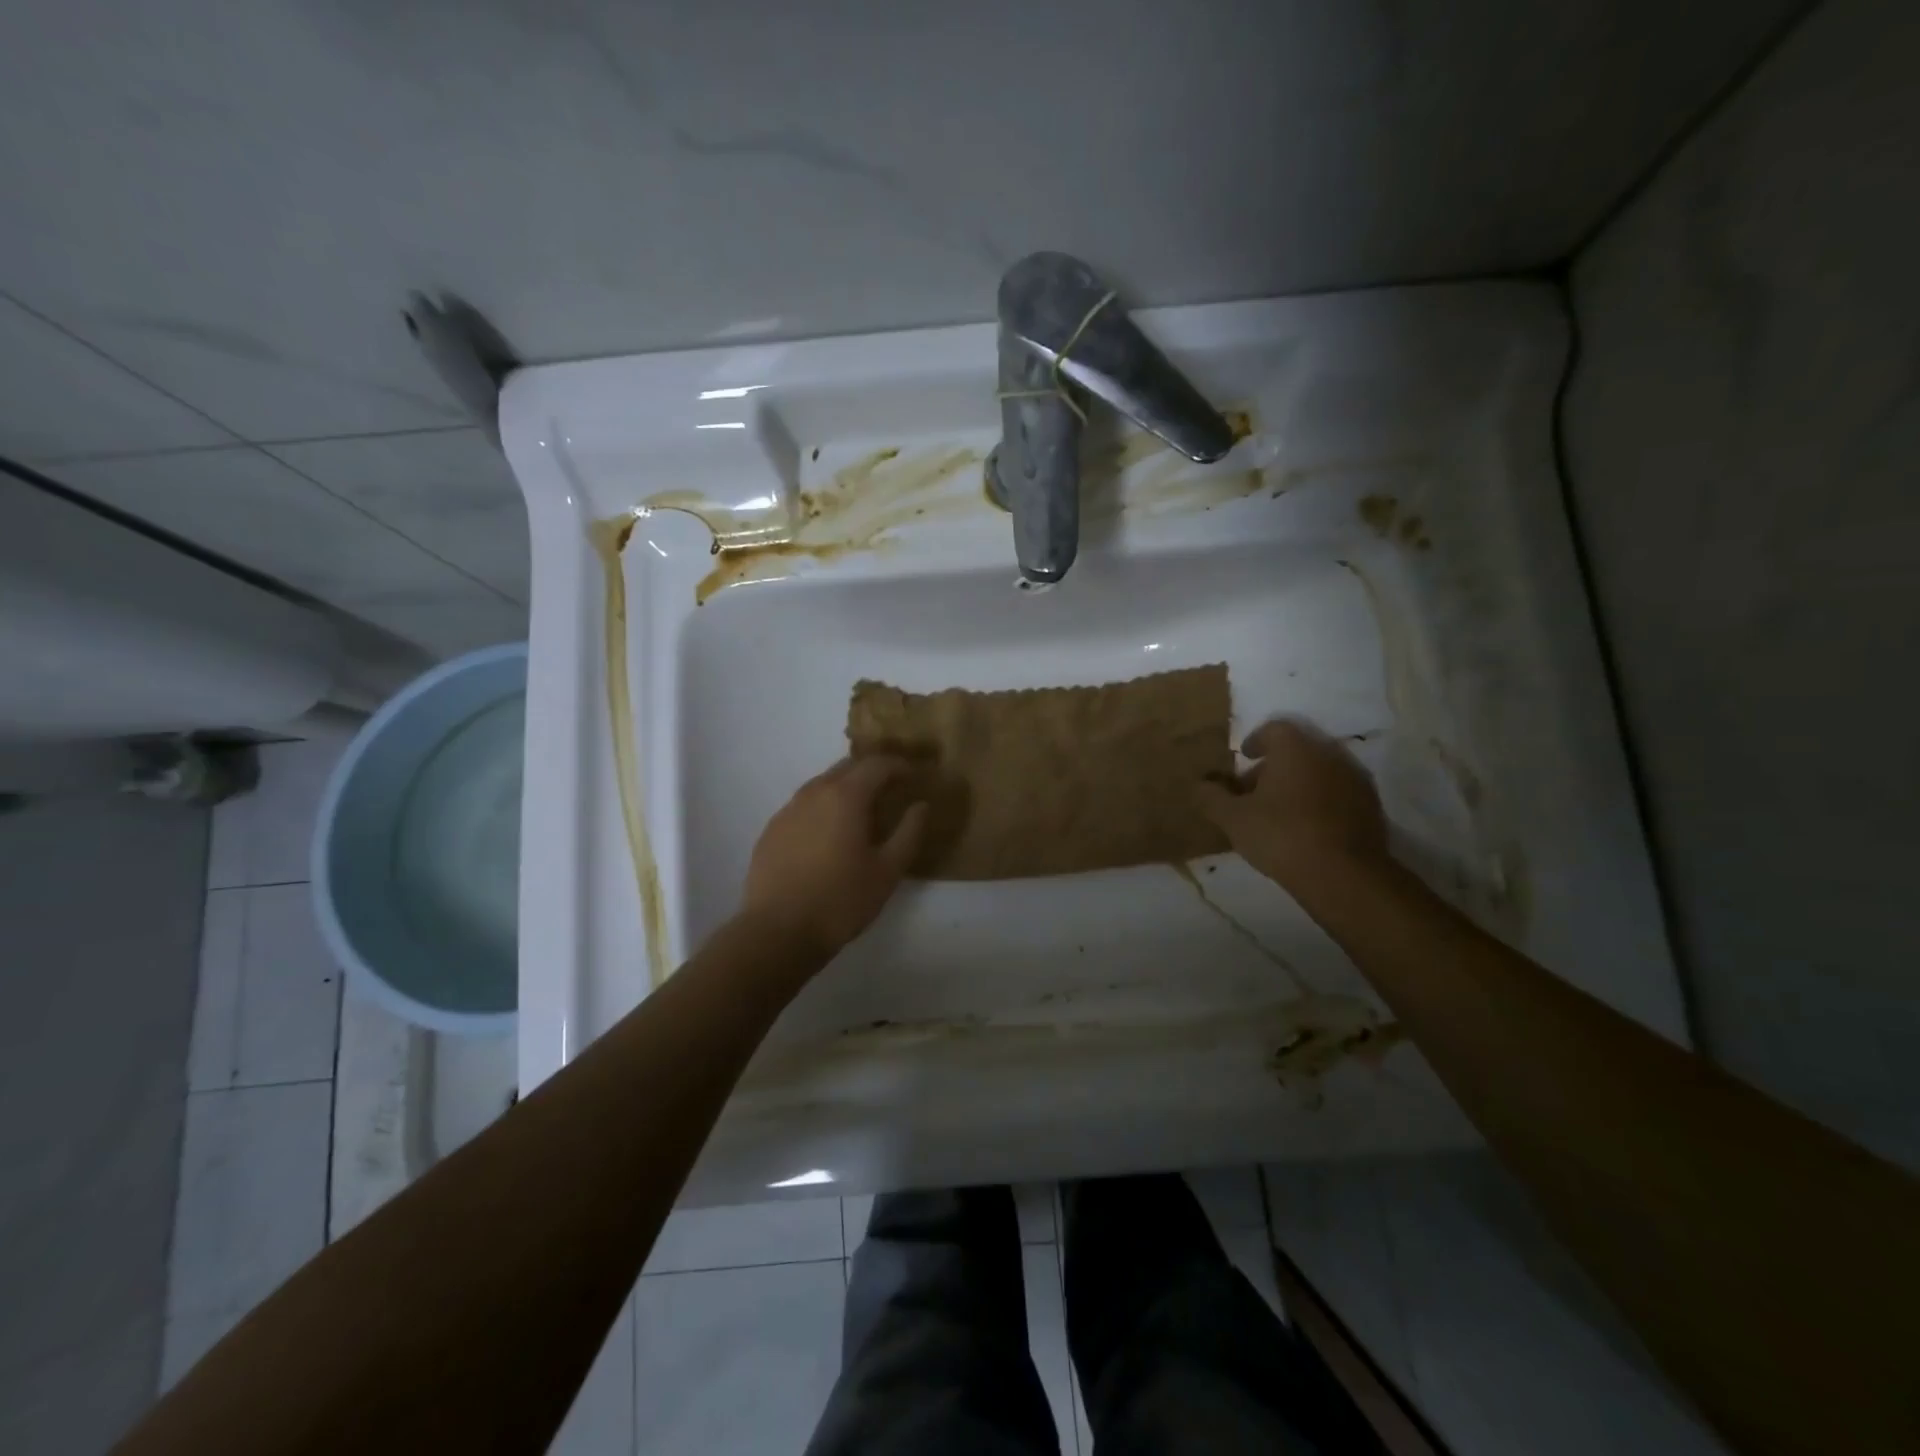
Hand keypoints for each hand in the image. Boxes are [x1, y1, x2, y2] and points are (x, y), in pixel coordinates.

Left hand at [741, 756, 928, 957]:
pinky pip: (803, 806)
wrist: (777, 932)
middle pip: (847, 767)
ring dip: (845, 788)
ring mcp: (788, 810)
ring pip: (822, 785)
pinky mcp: (771, 830)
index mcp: (845, 796)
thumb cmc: (841, 900)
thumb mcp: (887, 871)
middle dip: (872, 772)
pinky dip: (822, 808)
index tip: (914, 777)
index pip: (877, 764)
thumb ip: (909, 833)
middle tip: (891, 790)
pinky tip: (828, 834)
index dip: (899, 766)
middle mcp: (814, 793)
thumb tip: (921, 806)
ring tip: (861, 812)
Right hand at [1194, 719, 1388, 887]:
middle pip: (1297, 751)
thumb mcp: (1233, 818)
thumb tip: (1199, 784)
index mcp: (1295, 749)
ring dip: (1297, 784)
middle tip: (1253, 791)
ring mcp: (1355, 779)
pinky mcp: (1370, 806)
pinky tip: (1306, 827)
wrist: (1344, 875)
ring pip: (1319, 771)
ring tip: (1278, 812)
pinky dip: (1319, 800)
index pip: (1274, 729)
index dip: (1256, 741)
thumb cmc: (1281, 835)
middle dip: (1273, 766)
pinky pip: (1337, 792)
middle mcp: (1329, 754)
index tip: (1244, 756)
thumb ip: (1211, 797)